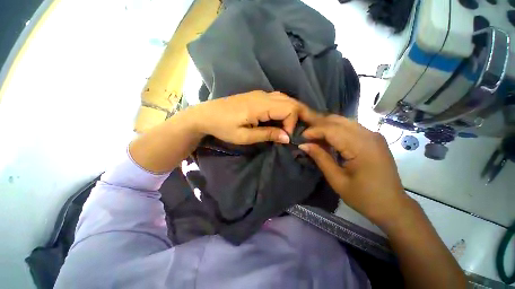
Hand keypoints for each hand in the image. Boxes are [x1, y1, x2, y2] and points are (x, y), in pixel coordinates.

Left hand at [192, 90, 314, 144]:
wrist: (206, 115)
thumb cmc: (223, 127)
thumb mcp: (244, 136)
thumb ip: (267, 135)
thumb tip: (287, 137)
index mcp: (260, 105)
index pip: (289, 109)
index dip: (292, 124)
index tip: (285, 138)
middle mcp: (264, 96)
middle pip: (291, 102)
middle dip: (299, 117)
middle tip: (297, 132)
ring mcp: (261, 94)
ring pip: (286, 99)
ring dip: (293, 112)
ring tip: (292, 127)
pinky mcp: (258, 96)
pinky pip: (278, 99)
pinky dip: (285, 109)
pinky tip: (282, 119)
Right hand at [298, 114, 414, 226]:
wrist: (392, 205)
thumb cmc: (364, 197)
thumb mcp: (337, 180)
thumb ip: (320, 158)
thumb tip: (303, 145)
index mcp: (361, 147)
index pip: (331, 130)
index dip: (313, 131)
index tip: (301, 138)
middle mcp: (369, 135)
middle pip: (337, 121)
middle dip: (318, 124)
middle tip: (304, 132)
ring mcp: (373, 135)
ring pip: (344, 121)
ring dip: (326, 125)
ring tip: (313, 134)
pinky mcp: (373, 138)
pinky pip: (350, 127)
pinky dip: (335, 129)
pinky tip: (327, 137)